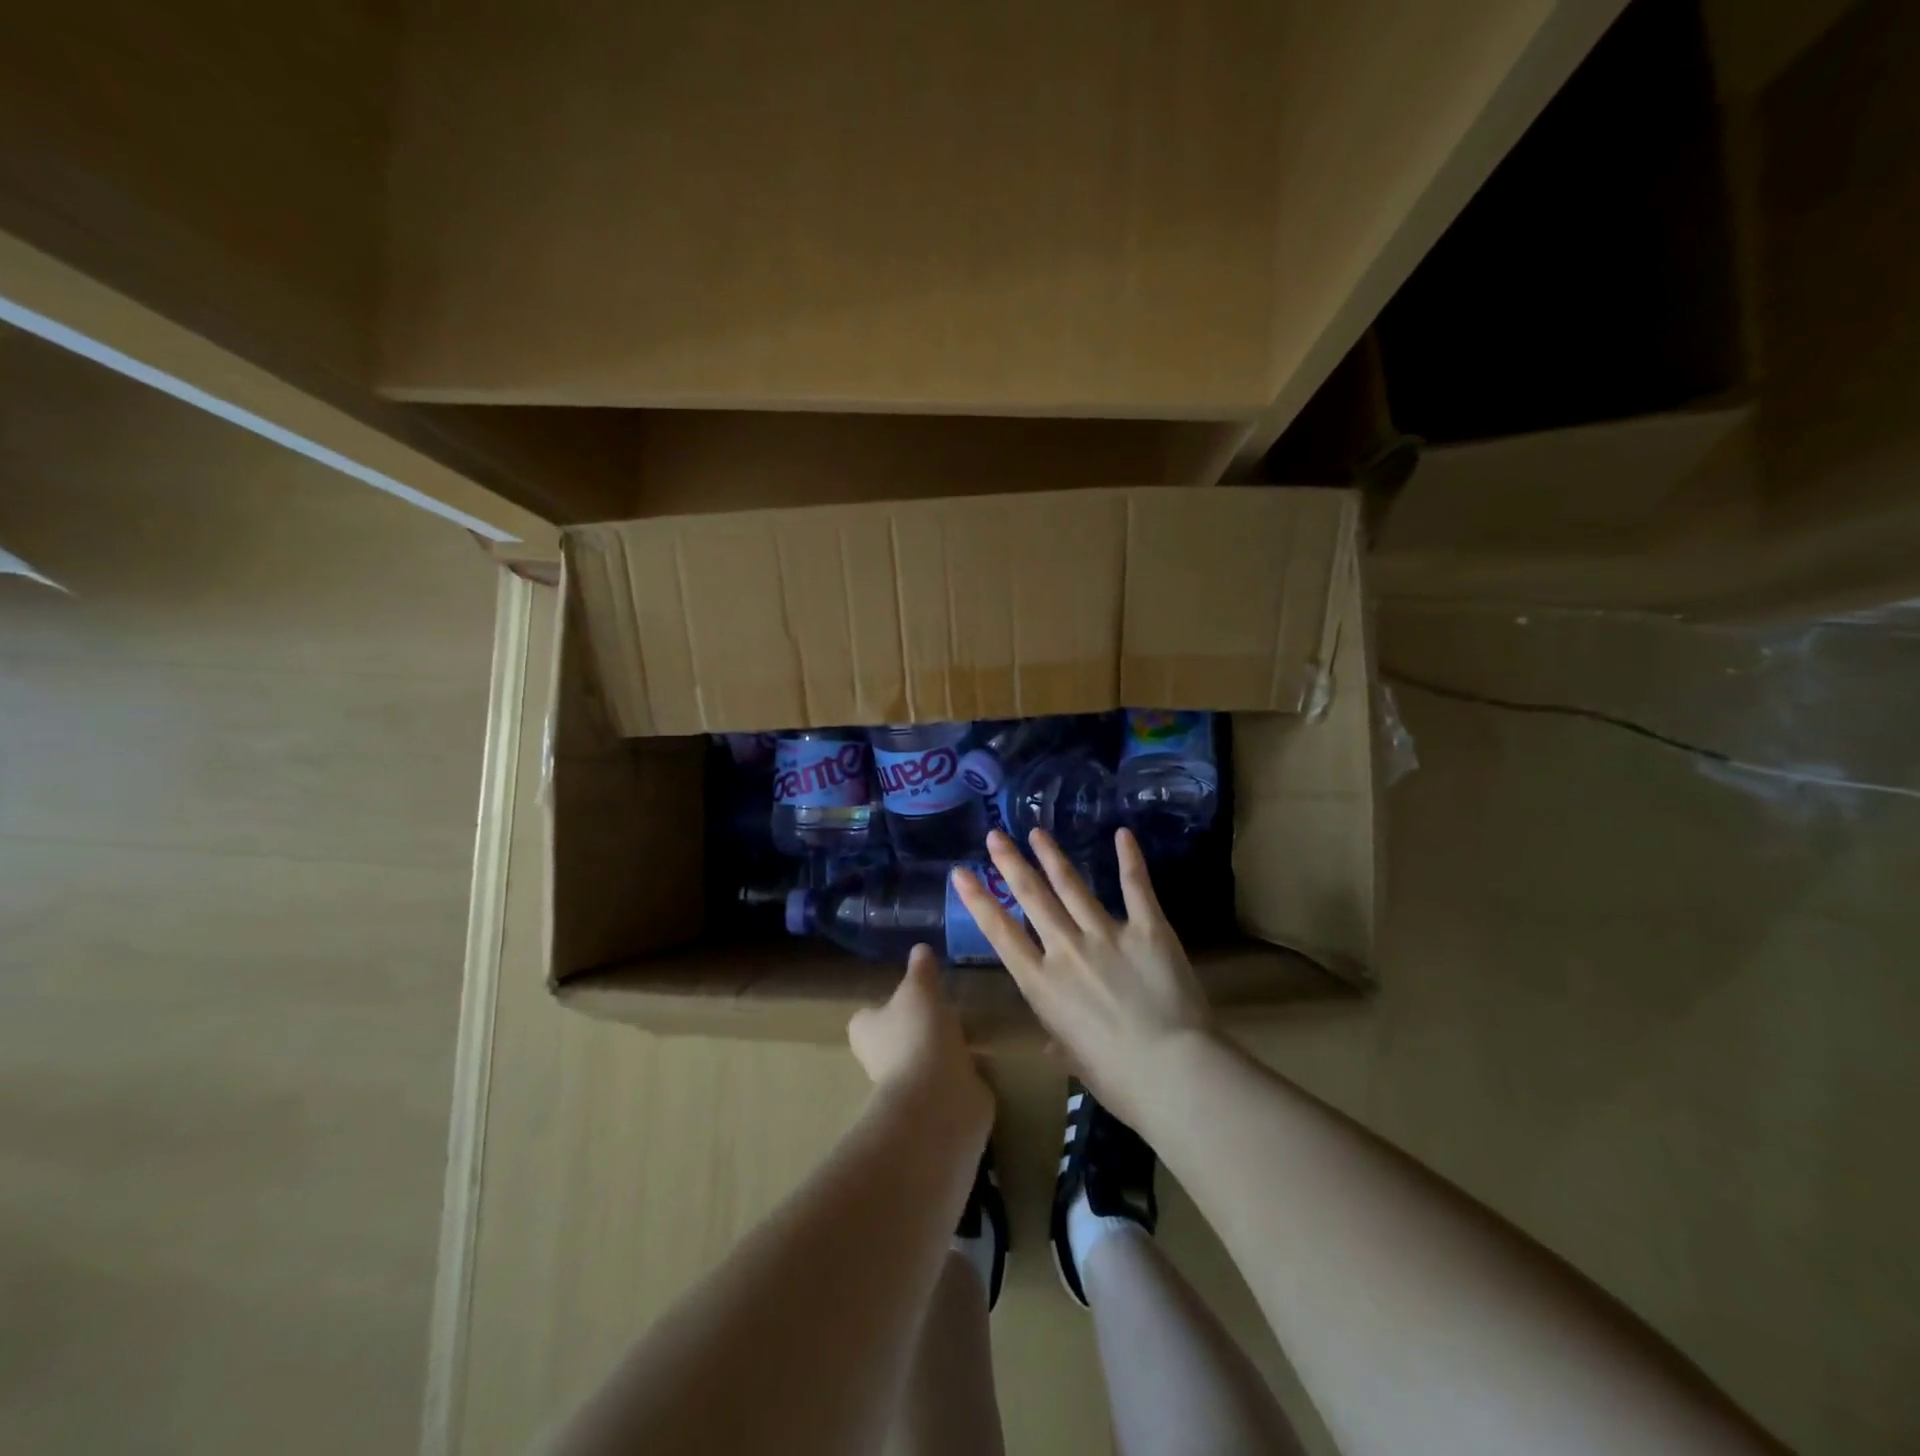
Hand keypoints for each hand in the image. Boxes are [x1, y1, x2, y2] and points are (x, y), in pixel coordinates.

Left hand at [848, 946, 993, 1133]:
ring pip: (927, 1058)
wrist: (939, 1099)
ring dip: (946, 1048)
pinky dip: (965, 1071)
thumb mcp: (920, 990)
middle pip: (899, 1037)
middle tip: (947, 1007)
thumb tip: (920, 948)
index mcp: (866, 1032)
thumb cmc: (917, 1035)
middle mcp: (881, 1060)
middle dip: (921, 1026)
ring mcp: (910, 1085)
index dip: (886, 1005)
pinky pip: (951, 1079)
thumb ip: (921, 970)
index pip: (869, 1016)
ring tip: (972, 1029)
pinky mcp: (937, 1102)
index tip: (911, 994)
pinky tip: (984, 1057)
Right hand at [950, 828, 1213, 1128]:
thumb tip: (1054, 1047)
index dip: (978, 901)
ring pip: (1071, 885)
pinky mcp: (1147, 928)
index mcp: (1042, 985)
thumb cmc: (1119, 1080)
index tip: (961, 873)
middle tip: (995, 836)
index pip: (1000, 934)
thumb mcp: (1078, 1063)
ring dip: (1052, 856)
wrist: (1173, 1072)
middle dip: (1010, 863)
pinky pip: (1135, 887)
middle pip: (1032, 897)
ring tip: (1036, 832)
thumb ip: (1062, 1045)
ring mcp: (1106, 934)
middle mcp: (1066, 950)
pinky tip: (1123, 833)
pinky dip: (1129, 859)